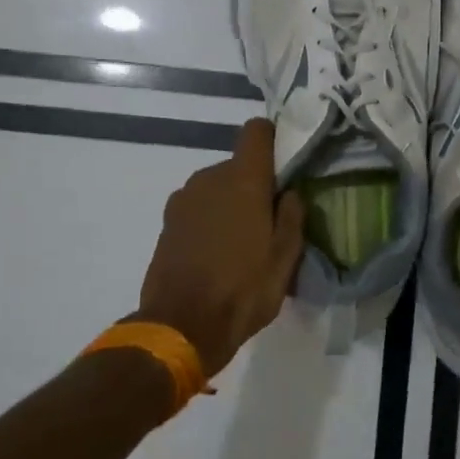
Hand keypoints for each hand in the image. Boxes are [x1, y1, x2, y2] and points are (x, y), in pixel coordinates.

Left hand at [137, 120, 304, 376]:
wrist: (181, 326)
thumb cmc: (243, 290)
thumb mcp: (285, 258)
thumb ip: (292, 217)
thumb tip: (291, 192)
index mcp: (243, 180)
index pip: (256, 131)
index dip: (273, 139)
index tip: (285, 163)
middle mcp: (209, 178)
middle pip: (238, 165)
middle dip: (254, 185)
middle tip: (270, 220)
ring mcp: (183, 199)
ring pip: (216, 188)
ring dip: (230, 204)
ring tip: (242, 242)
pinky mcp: (167, 222)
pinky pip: (198, 208)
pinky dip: (210, 220)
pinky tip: (217, 253)